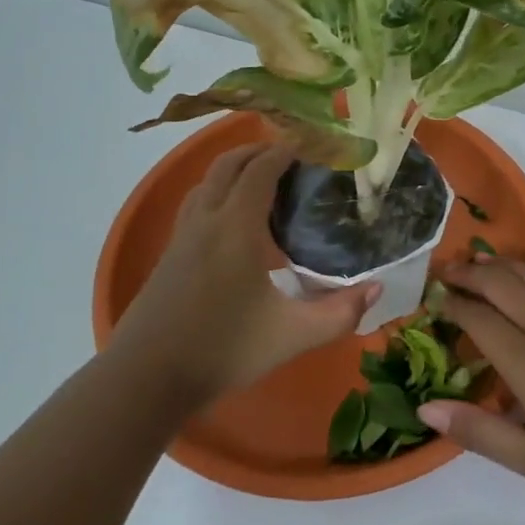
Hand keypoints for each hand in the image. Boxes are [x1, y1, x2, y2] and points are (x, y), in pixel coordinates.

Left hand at [108, 143, 377, 405]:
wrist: (147, 376)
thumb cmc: (223, 350)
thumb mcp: (292, 336)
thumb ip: (339, 313)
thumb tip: (376, 288)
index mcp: (235, 228)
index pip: (260, 171)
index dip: (285, 152)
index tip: (311, 147)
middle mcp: (206, 220)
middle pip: (228, 165)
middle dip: (259, 152)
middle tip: (292, 158)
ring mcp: (182, 236)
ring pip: (207, 182)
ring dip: (235, 169)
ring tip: (265, 181)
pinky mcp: (170, 254)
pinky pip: (197, 203)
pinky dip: (218, 191)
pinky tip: (233, 220)